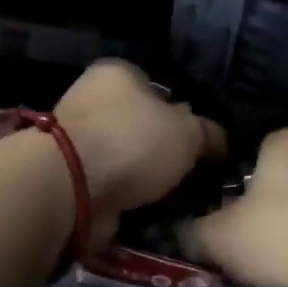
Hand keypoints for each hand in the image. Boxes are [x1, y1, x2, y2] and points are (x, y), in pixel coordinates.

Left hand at [53, 60, 224, 245]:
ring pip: (126, 159)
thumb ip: (207, 132)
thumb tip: (217, 139)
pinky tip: (151, 213)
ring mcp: (77, 141)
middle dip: (163, 151)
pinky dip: (127, 199)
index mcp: (117, 73)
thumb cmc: (133, 141)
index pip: (157, 87)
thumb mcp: (188, 132)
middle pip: (140, 125)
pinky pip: (111, 186)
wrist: (73, 187)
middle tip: (193, 175)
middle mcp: (92, 100)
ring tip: (177, 200)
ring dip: (145, 179)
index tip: (200, 142)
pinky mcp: (70, 177)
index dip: (182, 113)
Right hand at [183, 128, 287, 286]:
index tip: (229, 219)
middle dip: (270, 206)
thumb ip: (192, 232)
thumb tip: (179, 234)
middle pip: (285, 177)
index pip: (250, 152)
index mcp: (286, 138)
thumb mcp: (218, 239)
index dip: (235, 187)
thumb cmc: (282, 238)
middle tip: (254, 243)